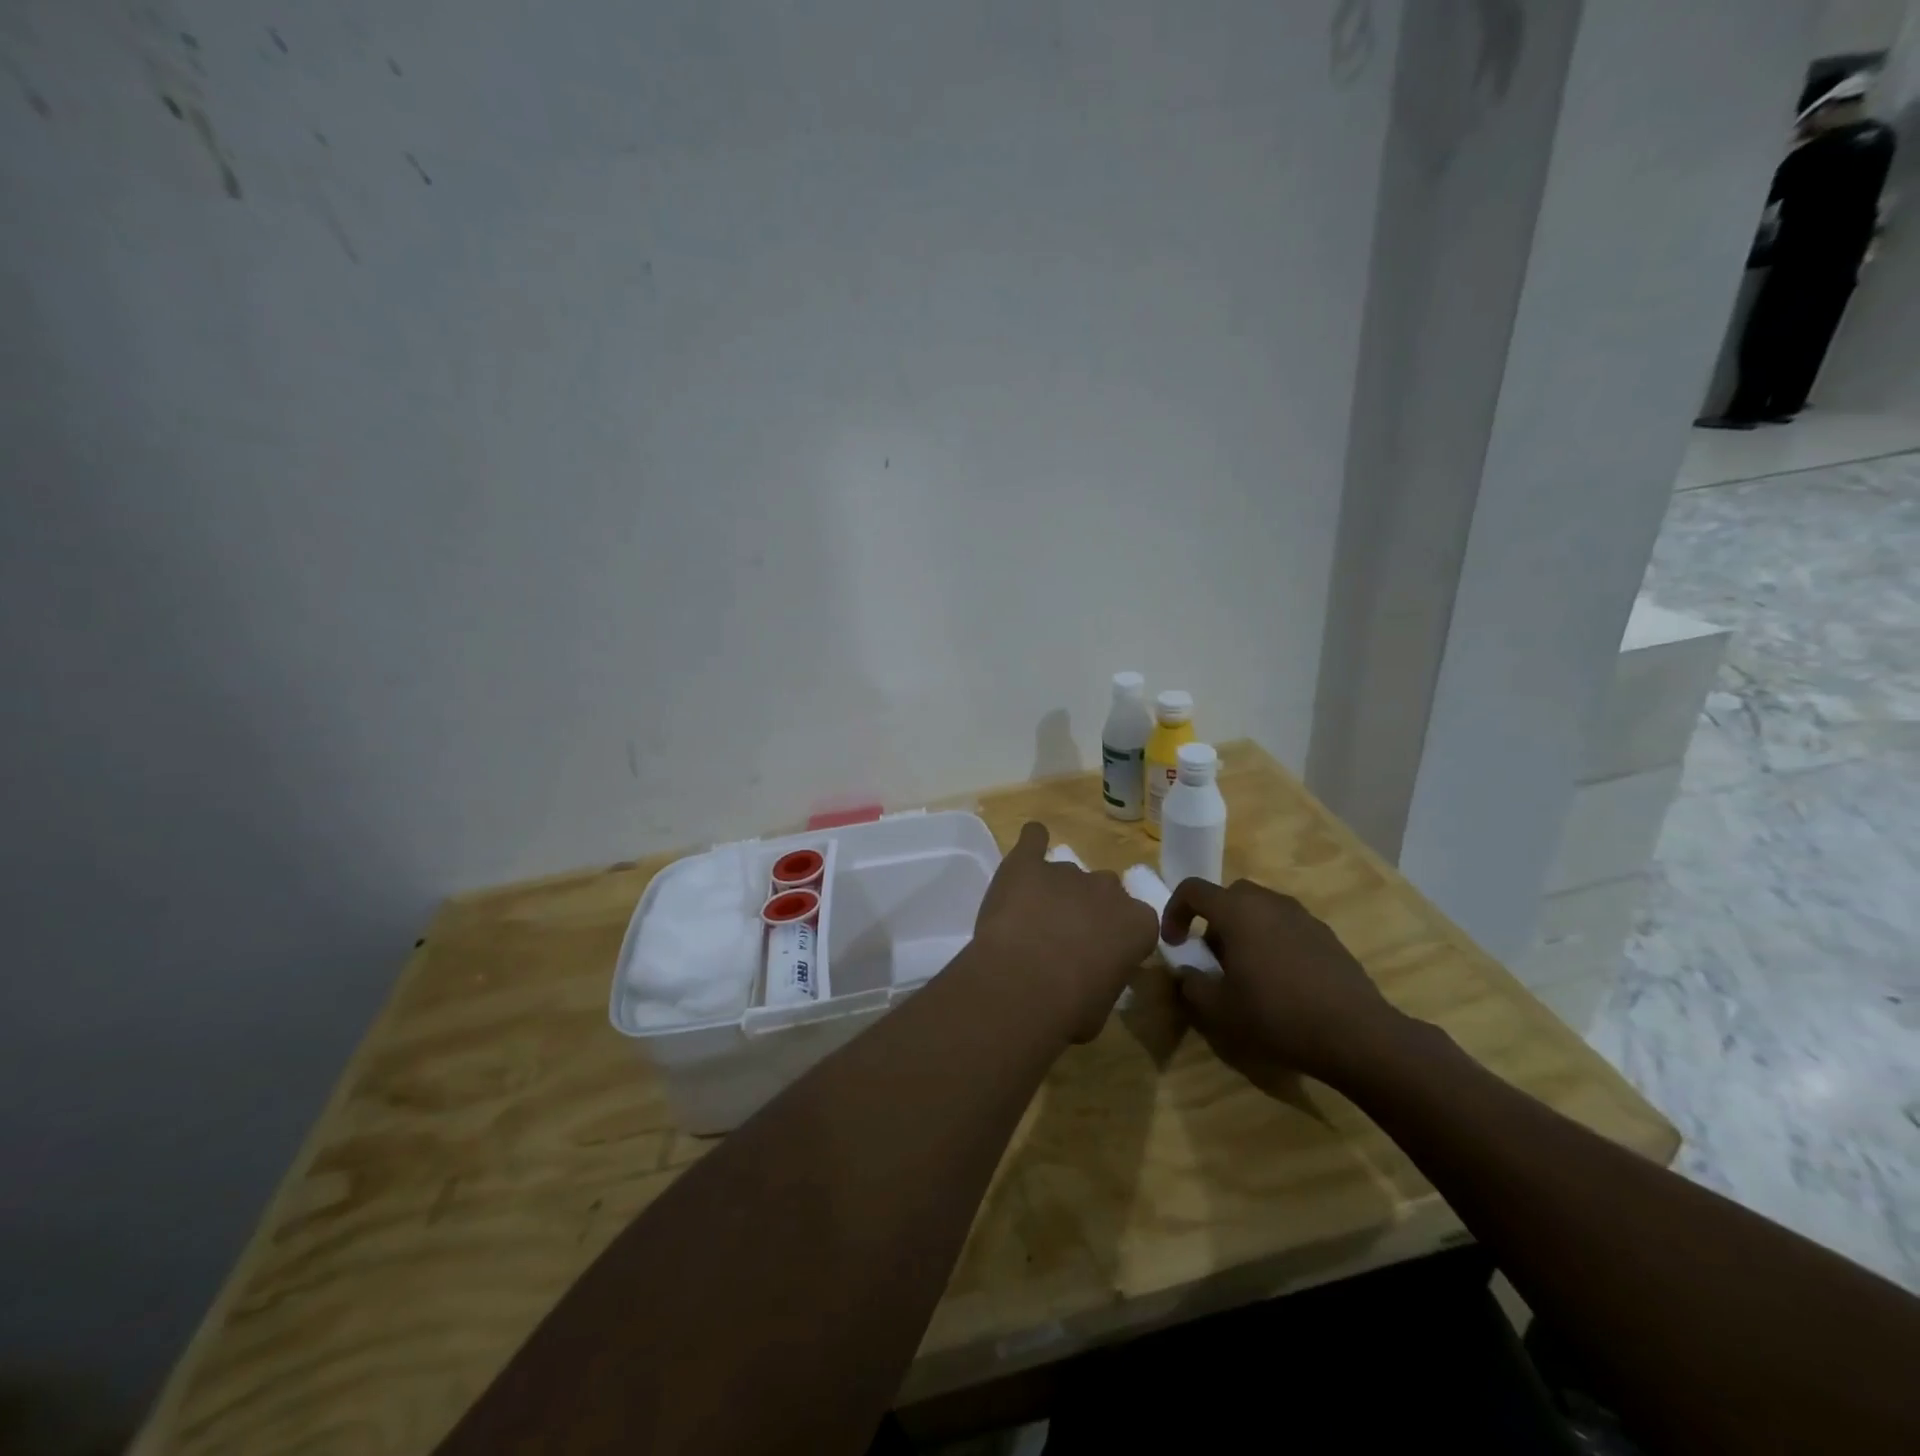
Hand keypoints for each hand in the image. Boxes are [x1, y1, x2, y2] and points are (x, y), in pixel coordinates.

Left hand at [973, 822, 1158, 1042]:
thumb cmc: (1070, 1008)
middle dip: (1088, 910)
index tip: (1100, 957)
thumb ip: (1106, 977)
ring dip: (1055, 891)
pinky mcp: (1027, 862)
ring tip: (1030, 920)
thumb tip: (1094, 975)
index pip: (1137, 923)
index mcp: (1138, 923)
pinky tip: (1028, 850)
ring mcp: (1067, 871)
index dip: (1116, 939)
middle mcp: (1108, 889)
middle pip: (1105, 891)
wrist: (1022, 984)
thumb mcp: (1104, 1006)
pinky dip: (1032, 842)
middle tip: (1064, 938)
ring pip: (1067, 873)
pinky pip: (1033, 838)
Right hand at [1162, 877, 1408, 1088]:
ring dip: (1245, 931)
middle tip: (1213, 958)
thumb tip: (1187, 973)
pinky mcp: (1327, 936)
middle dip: (1214, 921)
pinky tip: (1282, 982)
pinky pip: (1287, 927)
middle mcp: (1269, 903)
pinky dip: (1274, 942)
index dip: (1175, 911)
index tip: (1175, 943)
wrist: (1356, 1034)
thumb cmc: (1277, 1015)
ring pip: (1261, 910)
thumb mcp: (1220, 1010)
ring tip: (1248, 972)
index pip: (1193, 890)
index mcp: (1237, 911)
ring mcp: (1303, 917)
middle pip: (1230, 896)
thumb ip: (1192, 986)